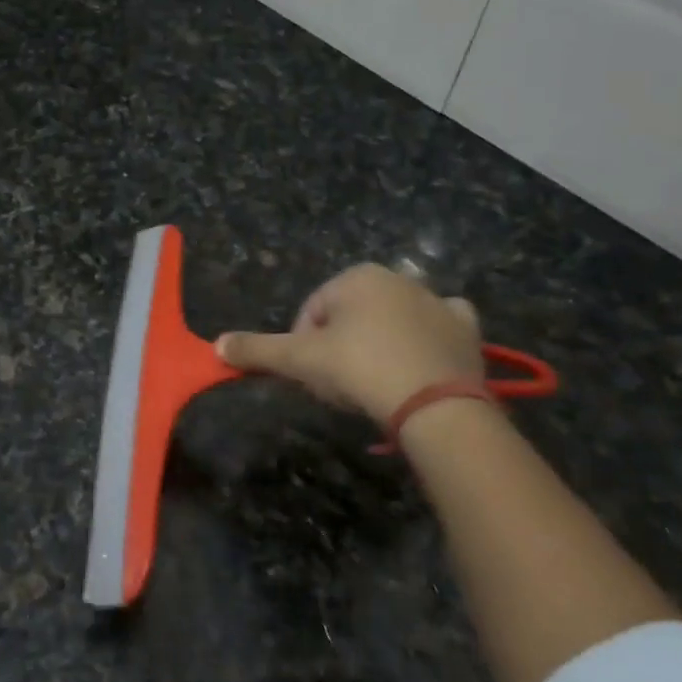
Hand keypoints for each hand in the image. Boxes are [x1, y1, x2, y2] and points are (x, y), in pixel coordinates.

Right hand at [217, 264, 482, 423]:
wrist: (434, 403)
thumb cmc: (358, 370)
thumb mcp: (299, 361)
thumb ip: (257, 349)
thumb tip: (217, 344)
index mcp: (355, 277)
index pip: (312, 311)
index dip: (303, 345)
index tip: (311, 376)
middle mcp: (397, 278)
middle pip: (352, 315)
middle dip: (341, 346)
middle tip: (341, 384)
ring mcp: (436, 301)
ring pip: (393, 319)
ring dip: (380, 343)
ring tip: (377, 383)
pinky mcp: (464, 328)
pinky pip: (440, 327)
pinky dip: (429, 339)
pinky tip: (420, 362)